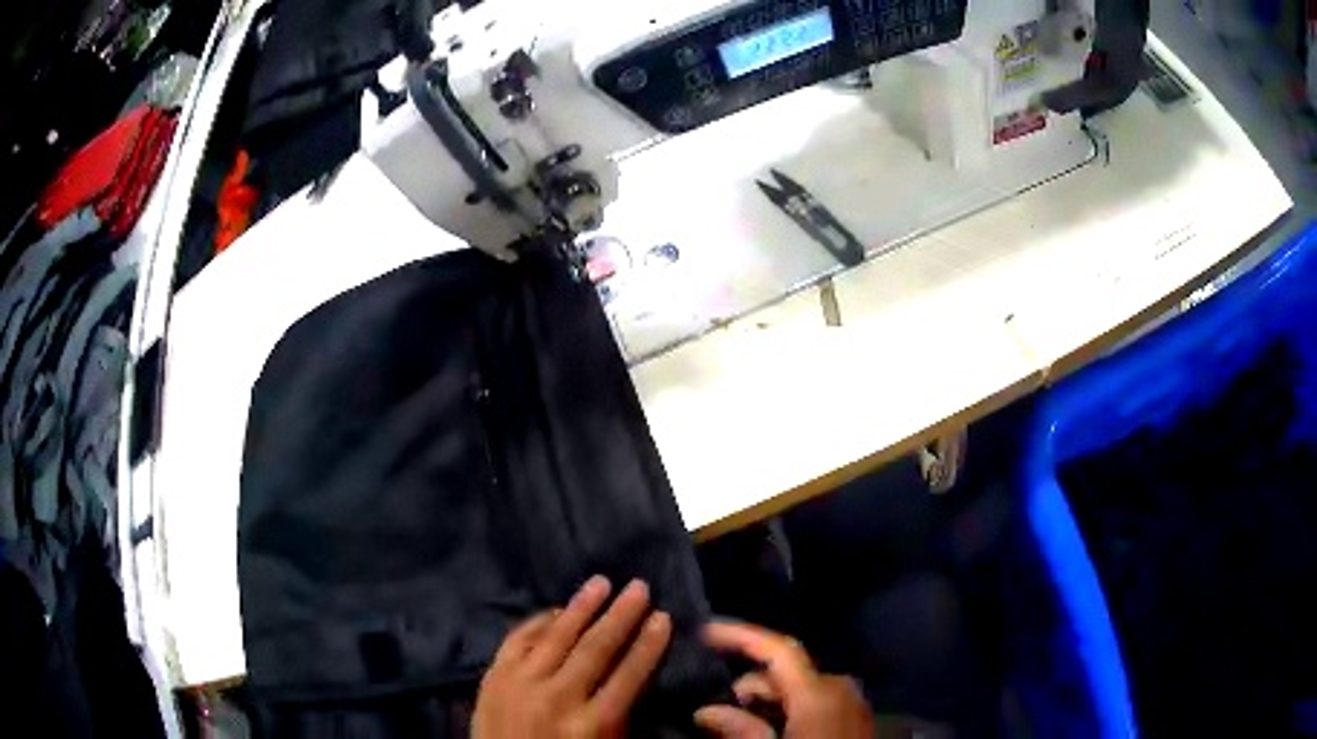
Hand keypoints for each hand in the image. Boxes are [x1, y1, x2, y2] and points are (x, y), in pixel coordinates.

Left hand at [472, 576, 672, 738]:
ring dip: (582, 606)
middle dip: (621, 615)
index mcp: (592, 724)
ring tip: (602, 582)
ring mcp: (520, 684)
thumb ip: (621, 715)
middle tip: (639, 586)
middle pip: (596, 648)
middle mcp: (558, 698)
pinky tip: (556, 609)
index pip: (629, 675)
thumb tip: (634, 671)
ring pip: (557, 635)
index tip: (663, 617)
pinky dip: (538, 621)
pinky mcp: (493, 677)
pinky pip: (518, 638)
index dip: (649, 644)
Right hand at [694, 623, 874, 738]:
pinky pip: (814, 702)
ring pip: (798, 688)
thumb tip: (706, 711)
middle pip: (784, 672)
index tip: (706, 630)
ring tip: (741, 727)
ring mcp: (850, 702)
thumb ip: (741, 730)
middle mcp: (839, 687)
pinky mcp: (854, 717)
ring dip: (766, 702)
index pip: (780, 650)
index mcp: (819, 693)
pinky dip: (788, 710)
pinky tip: (772, 731)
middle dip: (748, 687)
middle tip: (715, 713)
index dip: (742, 634)